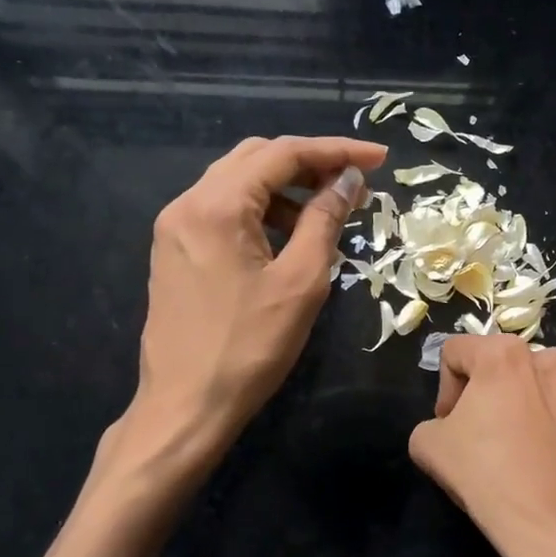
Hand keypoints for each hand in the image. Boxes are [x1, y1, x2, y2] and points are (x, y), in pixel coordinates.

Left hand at [128, 134, 387, 451]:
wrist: (186, 406)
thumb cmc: (250, 347)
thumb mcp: (300, 282)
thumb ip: (325, 220)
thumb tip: (348, 180)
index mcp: (216, 206)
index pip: (282, 154)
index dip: (336, 150)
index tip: (380, 158)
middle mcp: (187, 204)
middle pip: (256, 159)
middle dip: (310, 163)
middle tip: (355, 183)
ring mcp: (176, 228)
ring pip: (238, 183)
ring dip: (286, 189)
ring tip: (329, 214)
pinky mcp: (175, 251)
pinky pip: (224, 212)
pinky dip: (262, 212)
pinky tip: (291, 237)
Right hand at [409, 336, 555, 556]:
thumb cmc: (489, 477)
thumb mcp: (429, 447)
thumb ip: (431, 421)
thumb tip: (452, 426)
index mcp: (505, 354)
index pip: (456, 352)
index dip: (444, 389)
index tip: (449, 425)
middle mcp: (550, 358)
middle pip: (501, 366)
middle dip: (485, 395)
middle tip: (479, 436)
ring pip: (537, 387)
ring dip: (522, 407)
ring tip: (516, 449)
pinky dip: (552, 425)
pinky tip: (544, 460)